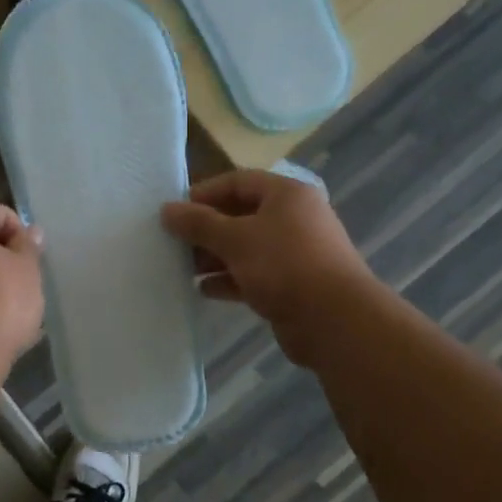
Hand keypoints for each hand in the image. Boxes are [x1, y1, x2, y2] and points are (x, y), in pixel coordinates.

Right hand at [161, 169, 371, 366]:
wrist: (334, 320)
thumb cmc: (284, 265)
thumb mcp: (235, 239)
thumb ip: (198, 223)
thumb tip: (167, 209)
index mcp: (286, 195)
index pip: (238, 182)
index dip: (204, 193)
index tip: (174, 211)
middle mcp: (294, 219)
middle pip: (241, 215)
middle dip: (206, 230)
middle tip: (174, 243)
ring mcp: (295, 253)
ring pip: (246, 248)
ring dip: (214, 257)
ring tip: (183, 269)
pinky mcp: (292, 285)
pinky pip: (253, 275)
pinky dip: (229, 280)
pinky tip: (204, 290)